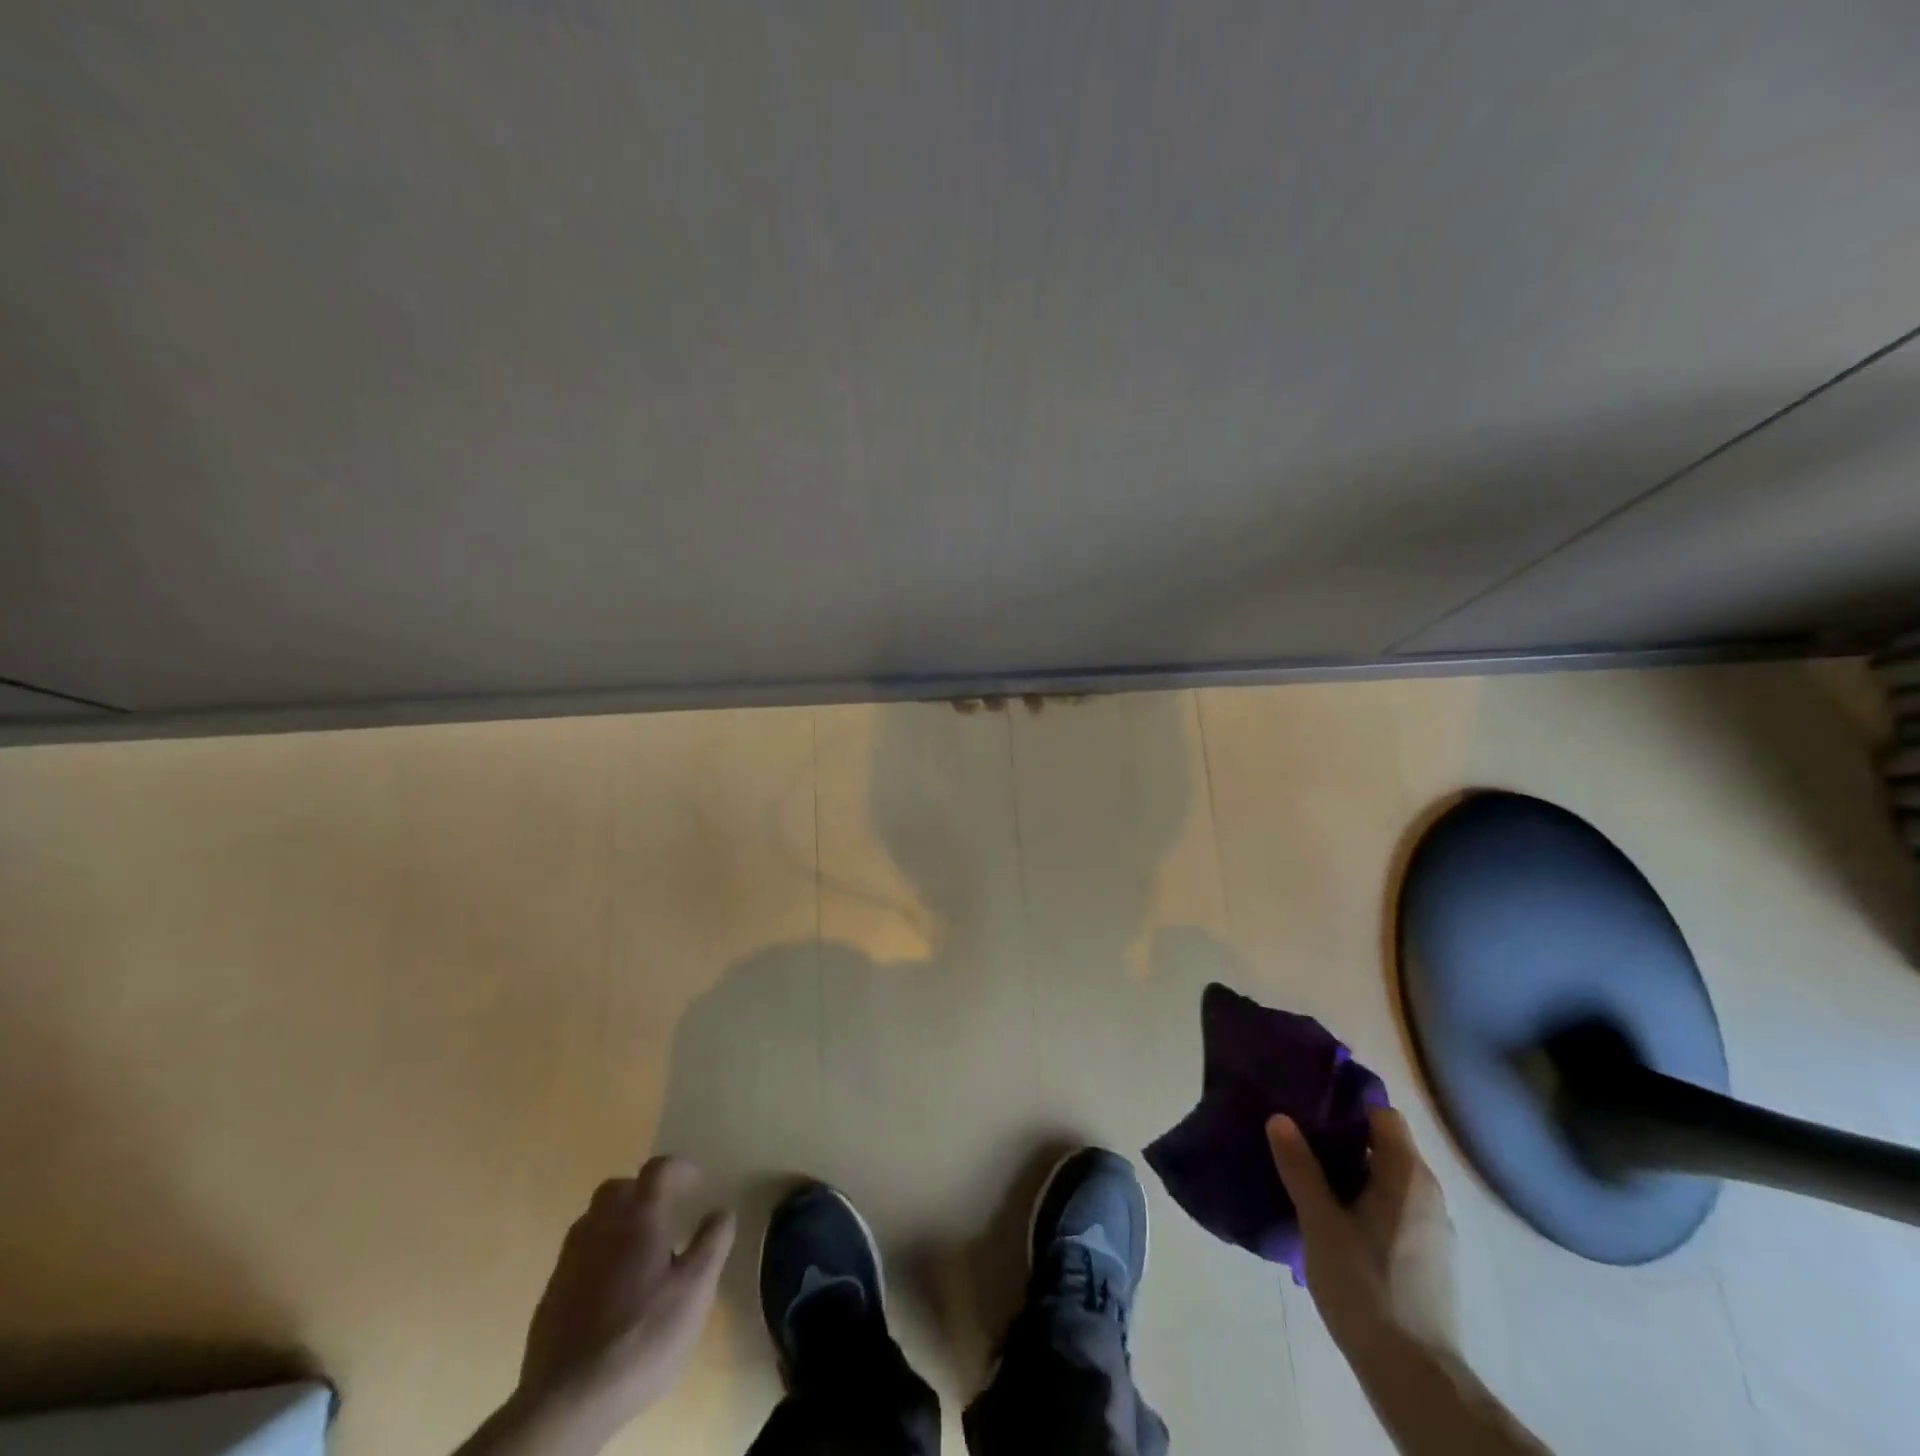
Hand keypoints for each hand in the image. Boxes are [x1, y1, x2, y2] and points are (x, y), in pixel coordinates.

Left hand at [509, 1156, 735, 1446]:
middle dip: (642, 1190)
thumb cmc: (642, 1337)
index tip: (698, 1183)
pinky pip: (578, 1256)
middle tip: (665, 1213)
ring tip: (639, 1251)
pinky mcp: (550, 1295)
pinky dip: (598, 1256)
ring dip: (617, 1222)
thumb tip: (722, 1211)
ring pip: (593, 1220)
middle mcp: (600, 1227)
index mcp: (638, 1217)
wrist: (568, 1402)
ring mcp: (569, 1261)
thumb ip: (712, 1244)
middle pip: (618, 1188)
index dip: (681, 1169)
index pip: (659, 1169)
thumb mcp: (695, 1291)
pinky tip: (611, 1290)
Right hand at [1267, 1107, 1457, 1353]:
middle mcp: (1428, 1195)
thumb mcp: (1320, 1222)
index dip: (1347, 1104)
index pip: (1382, 1115)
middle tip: (1296, 1137)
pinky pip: (1393, 1209)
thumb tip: (1280, 1118)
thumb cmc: (1366, 1287)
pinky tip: (1332, 1220)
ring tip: (1306, 1175)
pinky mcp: (1427, 1258)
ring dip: (1351, 1173)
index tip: (1309, 1104)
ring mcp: (1432, 1229)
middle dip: (1341, 1139)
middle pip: (1384, 1146)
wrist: (1415, 1377)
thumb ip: (1300, 1167)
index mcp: (1408, 1177)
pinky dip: (1364, 1202)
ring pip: (1387, 1180)